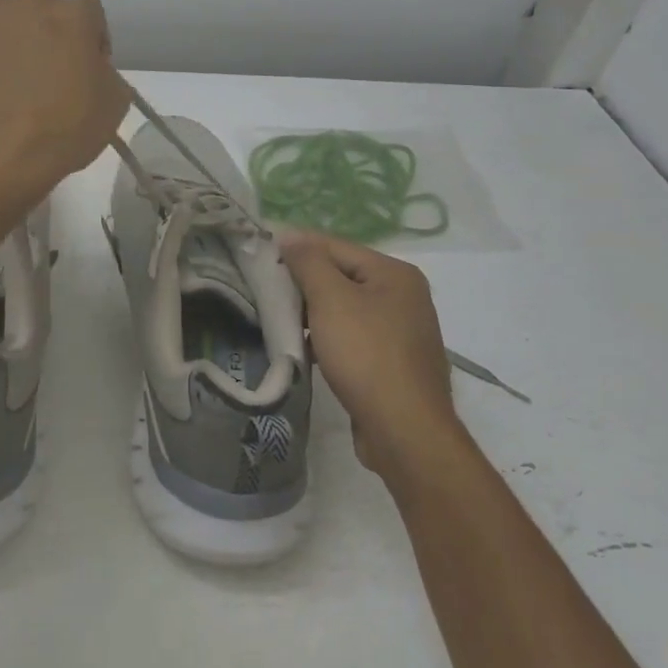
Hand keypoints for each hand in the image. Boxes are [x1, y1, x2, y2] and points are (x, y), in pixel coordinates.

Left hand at [0, 0, 130, 200]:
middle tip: (53, 67)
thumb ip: (108, 74)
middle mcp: (29, 5)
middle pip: (46, 4)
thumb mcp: (115, 105)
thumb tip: (93, 70)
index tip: (92, 70)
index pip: (91, 12)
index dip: (94, 41)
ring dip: (11, 27)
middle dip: (52, 28)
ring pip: (3, 8)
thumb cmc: (66, 129)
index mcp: (73, 15)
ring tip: (14, 63)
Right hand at [280, 231, 466, 482]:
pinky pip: (354, 338)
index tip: (262, 253)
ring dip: (314, 314)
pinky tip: (305, 350)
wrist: (405, 432)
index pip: (336, 247)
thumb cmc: (366, 355)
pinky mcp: (394, 364)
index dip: (298, 248)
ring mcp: (402, 332)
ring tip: (280, 320)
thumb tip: (290, 235)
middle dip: (305, 283)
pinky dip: (329, 339)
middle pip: (342, 277)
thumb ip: (309, 262)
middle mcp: (404, 296)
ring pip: (346, 309)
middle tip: (266, 289)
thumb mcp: (331, 299)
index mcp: (395, 273)